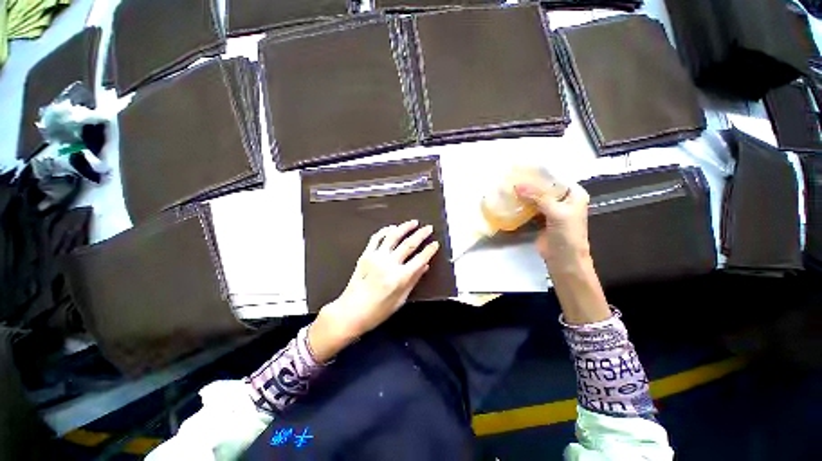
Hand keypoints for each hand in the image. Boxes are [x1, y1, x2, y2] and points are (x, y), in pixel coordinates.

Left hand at [308, 220, 439, 361]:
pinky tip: (392, 227)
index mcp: (400, 277)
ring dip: (404, 227)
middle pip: (409, 244)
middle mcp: (389, 264)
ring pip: (393, 236)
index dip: (429, 250)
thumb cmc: (378, 311)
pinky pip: (376, 238)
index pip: (420, 259)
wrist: (350, 312)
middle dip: (421, 234)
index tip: (435, 244)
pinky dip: (385, 231)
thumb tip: (425, 266)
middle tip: (428, 228)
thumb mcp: (401, 300)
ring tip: (413, 222)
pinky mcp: (365, 255)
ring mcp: (376, 257)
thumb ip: (413, 280)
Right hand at [515, 180, 591, 274]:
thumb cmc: (567, 234)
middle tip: (511, 178)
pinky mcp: (540, 219)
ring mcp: (551, 210)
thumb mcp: (556, 212)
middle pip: (544, 188)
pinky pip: (530, 208)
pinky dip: (521, 205)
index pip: (556, 179)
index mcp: (574, 195)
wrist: (563, 259)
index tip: (522, 170)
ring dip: (524, 195)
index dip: (540, 174)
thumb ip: (538, 197)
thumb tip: (517, 185)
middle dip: (529, 184)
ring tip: (508, 187)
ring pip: (536, 198)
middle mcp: (563, 200)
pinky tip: (510, 200)